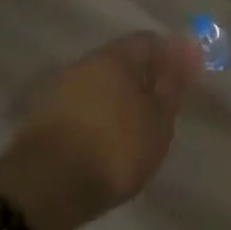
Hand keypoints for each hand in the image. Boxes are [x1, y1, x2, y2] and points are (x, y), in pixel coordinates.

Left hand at [0, 31, 201, 229]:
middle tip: (162, 106)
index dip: (170, 56)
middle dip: (142, 78)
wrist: (47, 188)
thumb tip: (188, 49)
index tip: (185, 79)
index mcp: (114, 57)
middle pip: (120, 62)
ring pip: (98, 85)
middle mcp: (83, 64)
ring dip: (118, 99)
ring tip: (136, 128)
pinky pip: (81, 108)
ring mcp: (58, 90)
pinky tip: (107, 141)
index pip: (147, 41)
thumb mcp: (158, 118)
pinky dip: (98, 117)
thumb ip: (173, 83)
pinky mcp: (42, 119)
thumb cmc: (114, 147)